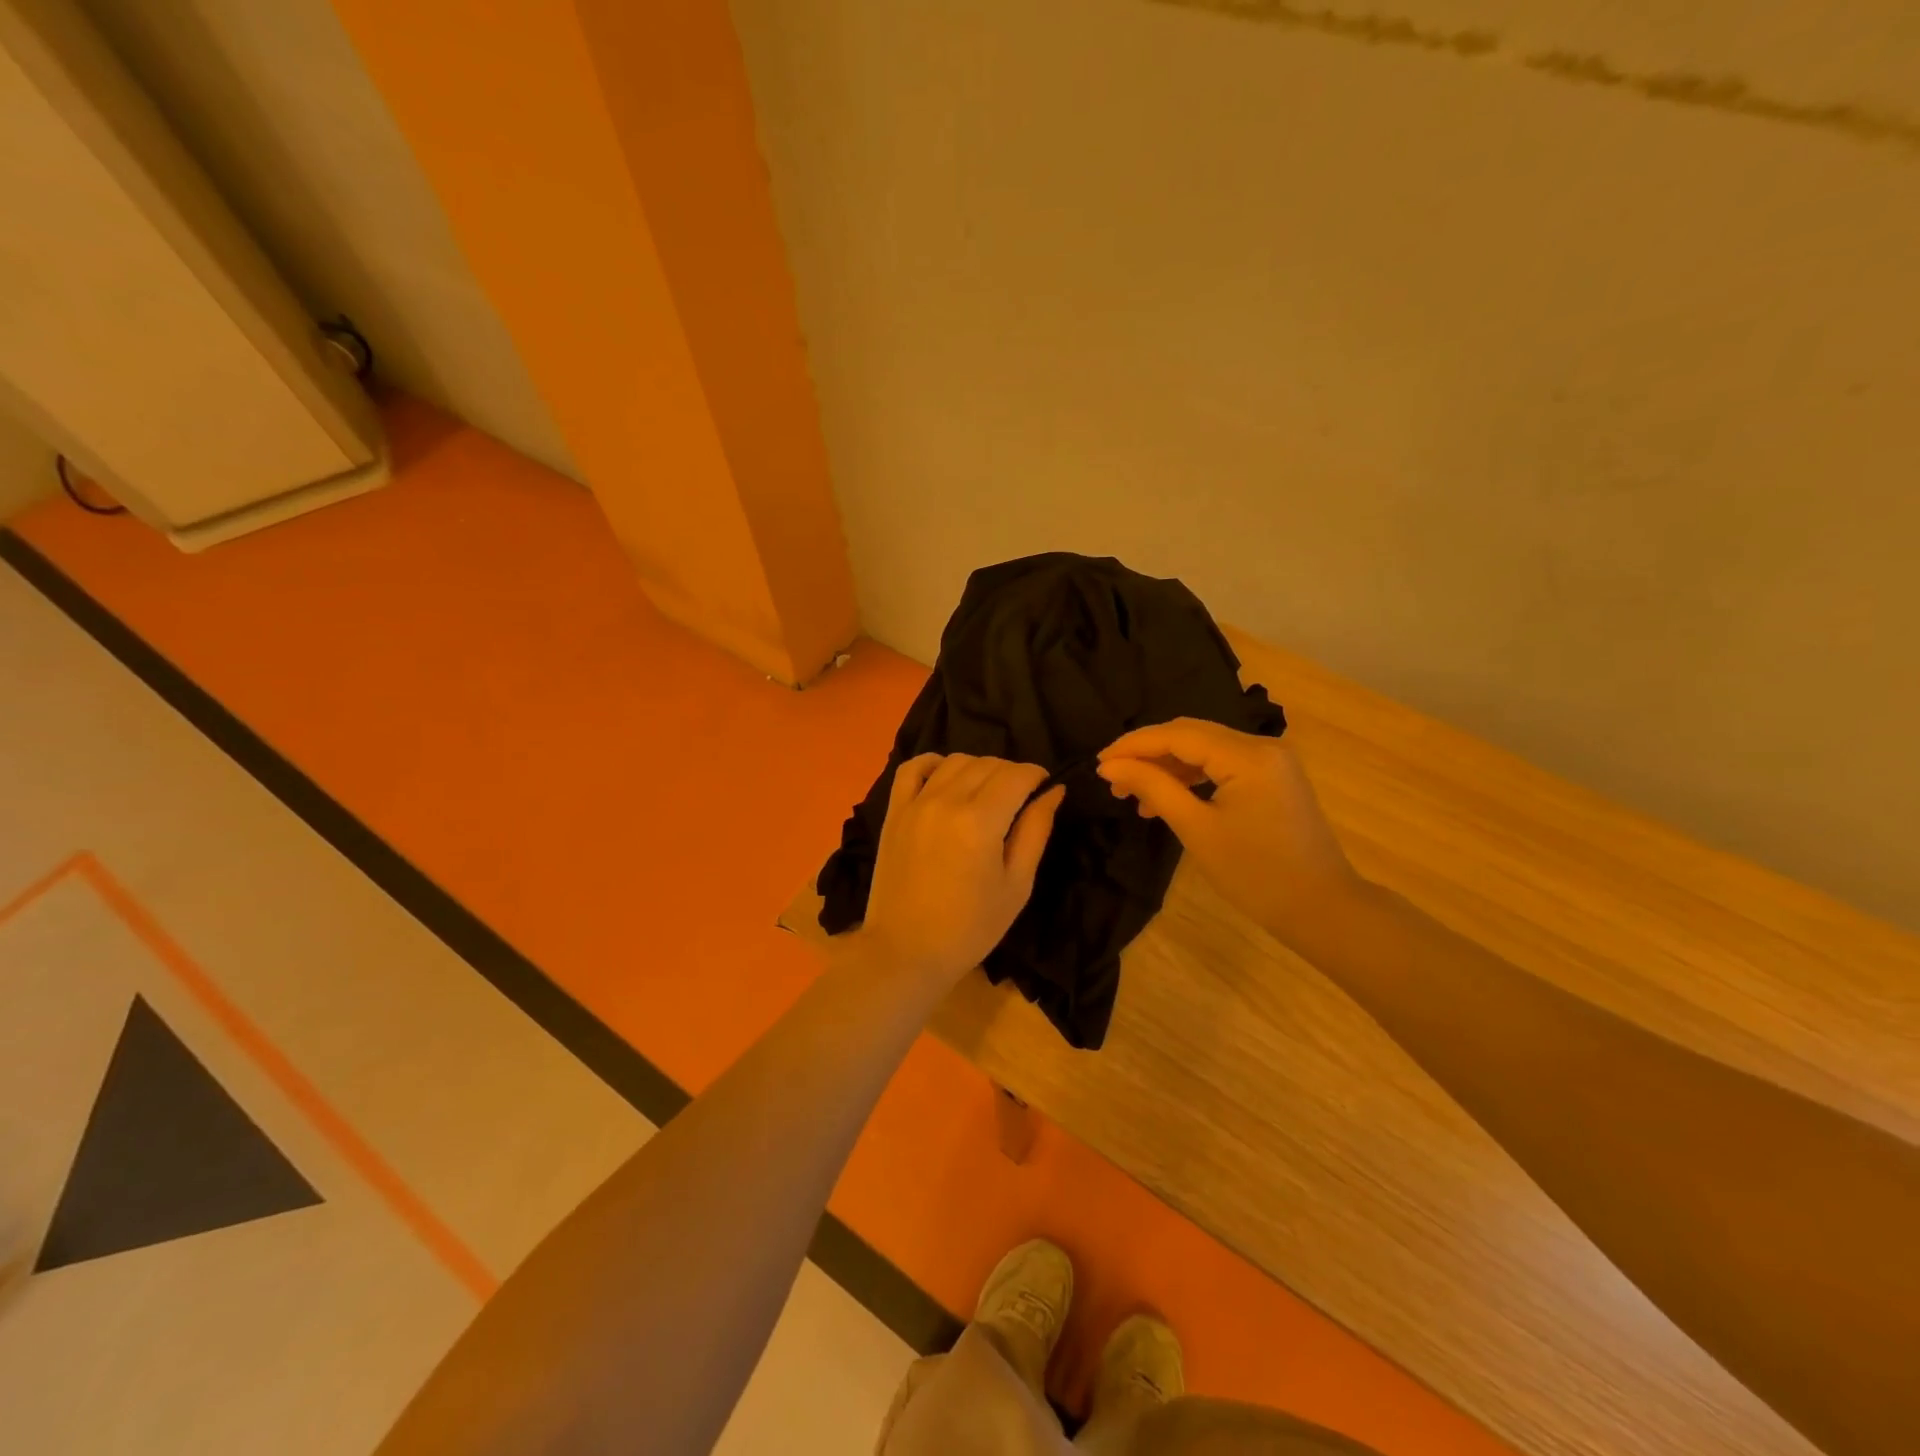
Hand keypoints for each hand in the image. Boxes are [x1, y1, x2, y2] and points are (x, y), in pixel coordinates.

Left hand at [854, 754, 1065, 987]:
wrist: (906, 950)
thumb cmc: (971, 927)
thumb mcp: (1016, 885)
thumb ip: (1036, 831)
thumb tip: (1053, 791)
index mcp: (981, 820)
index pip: (1017, 775)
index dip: (1038, 775)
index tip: (1045, 789)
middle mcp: (947, 800)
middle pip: (988, 763)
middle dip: (1013, 773)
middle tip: (1021, 798)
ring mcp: (916, 803)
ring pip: (955, 761)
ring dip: (979, 768)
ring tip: (987, 793)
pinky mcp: (894, 811)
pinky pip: (912, 768)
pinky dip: (933, 763)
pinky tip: (946, 777)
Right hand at [1097, 719, 1365, 948]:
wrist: (1322, 909)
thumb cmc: (1256, 874)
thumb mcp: (1197, 829)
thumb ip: (1153, 788)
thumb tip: (1110, 766)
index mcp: (1248, 755)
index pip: (1178, 735)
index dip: (1134, 745)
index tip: (1098, 763)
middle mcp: (1262, 746)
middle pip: (1191, 735)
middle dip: (1148, 754)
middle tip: (1112, 779)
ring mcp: (1271, 761)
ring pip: (1205, 750)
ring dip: (1168, 767)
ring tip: (1134, 796)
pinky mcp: (1273, 778)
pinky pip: (1222, 766)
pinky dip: (1192, 778)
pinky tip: (1167, 799)